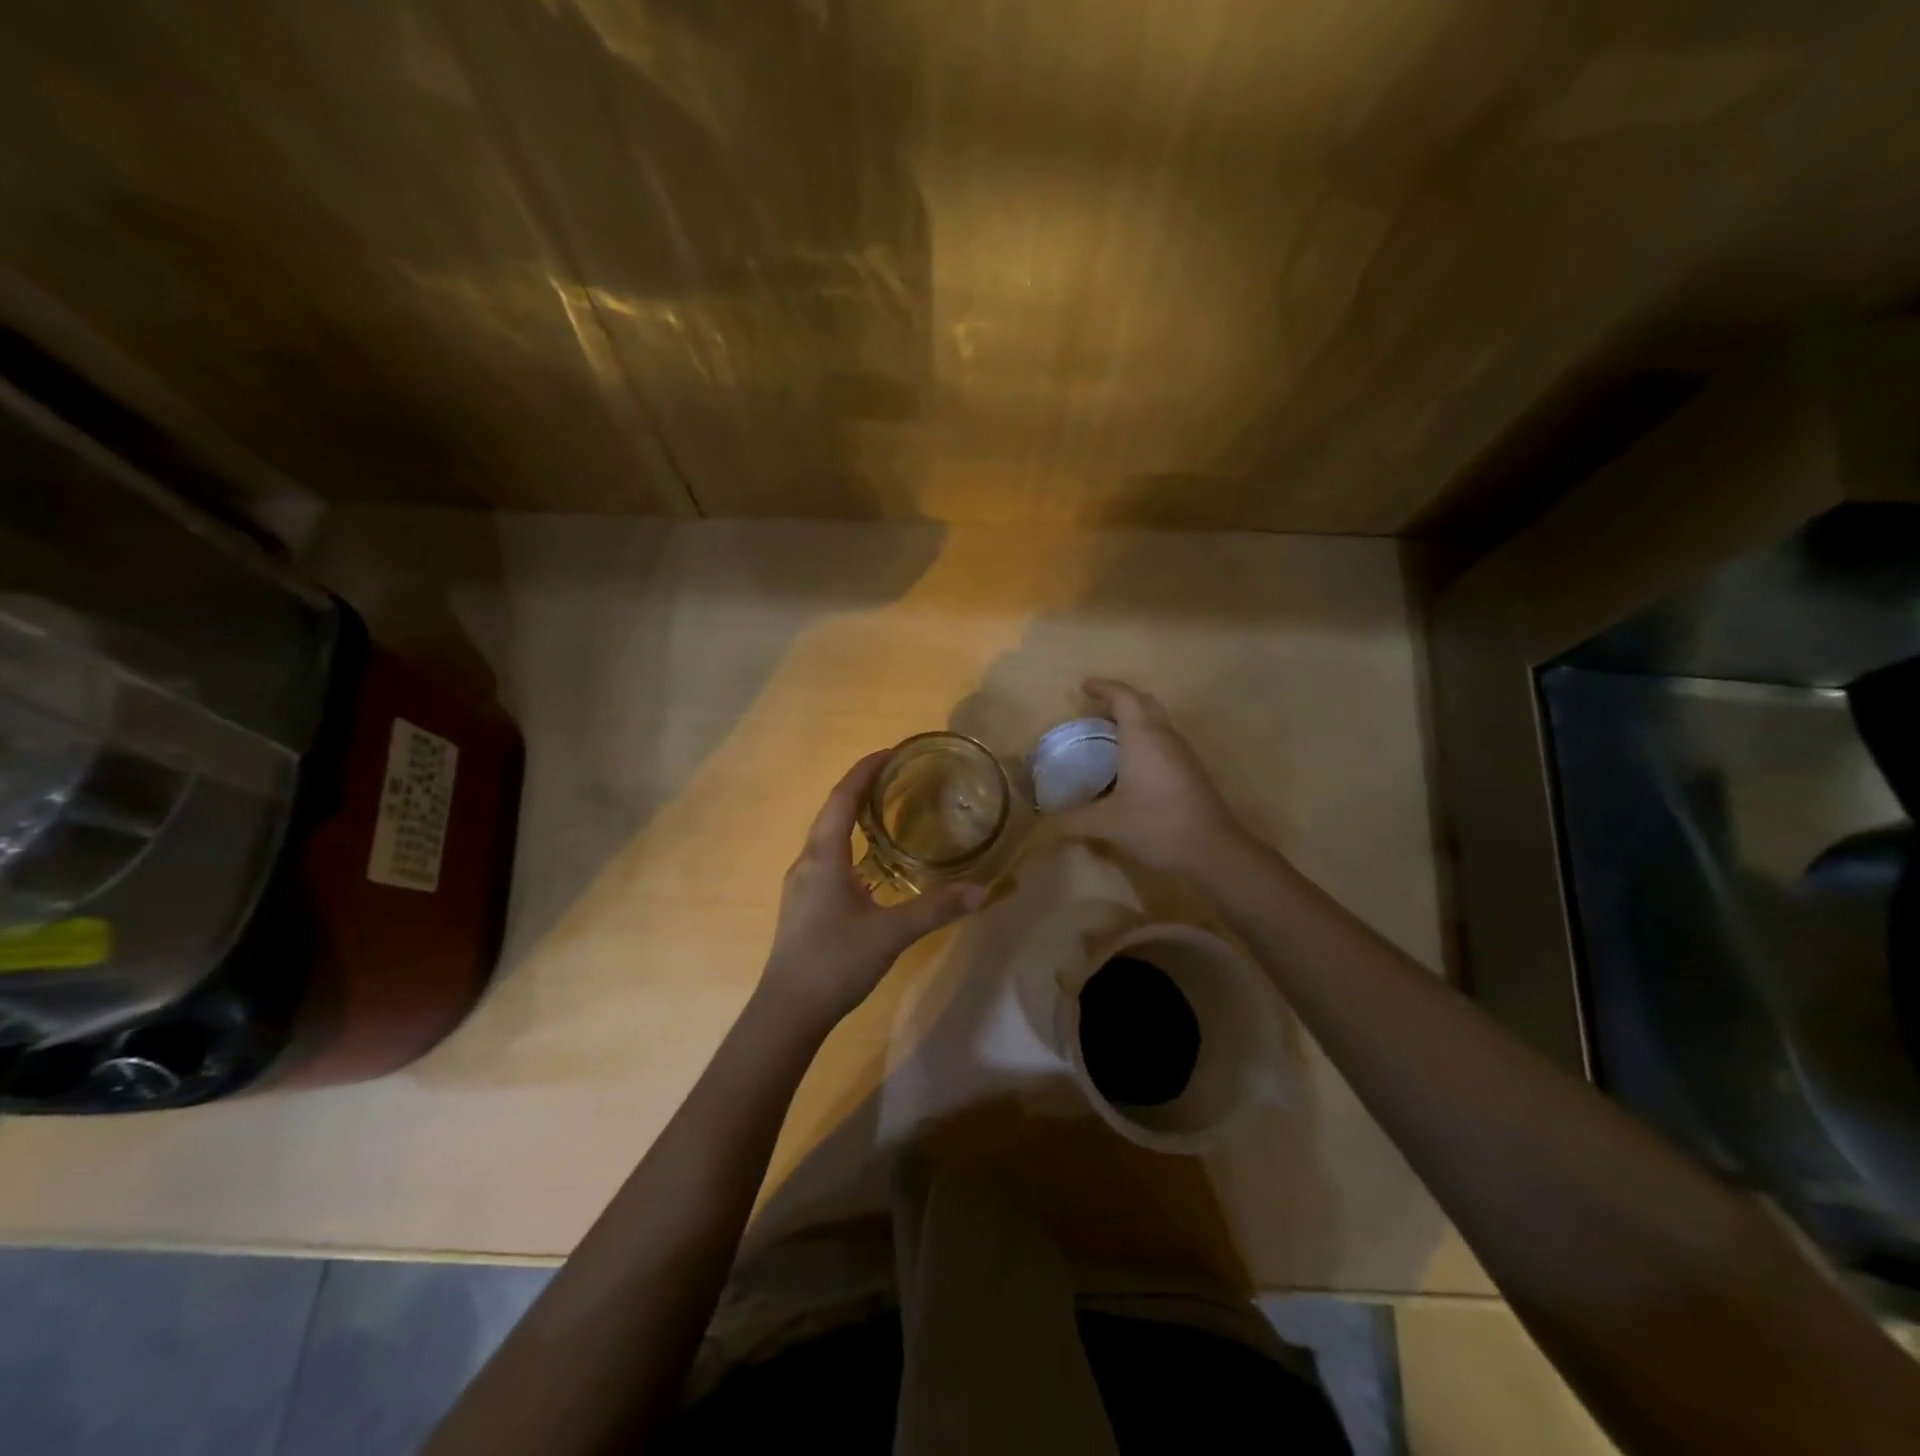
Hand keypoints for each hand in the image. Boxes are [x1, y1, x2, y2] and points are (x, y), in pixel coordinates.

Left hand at [761, 750, 986, 1030]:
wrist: (788, 1011)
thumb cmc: (835, 962)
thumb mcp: (891, 934)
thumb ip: (935, 909)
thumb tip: (981, 889)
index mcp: (823, 856)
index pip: (842, 798)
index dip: (865, 770)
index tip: (891, 751)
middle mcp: (807, 862)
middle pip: (833, 811)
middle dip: (861, 788)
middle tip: (897, 777)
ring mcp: (802, 884)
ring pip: (828, 836)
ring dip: (854, 816)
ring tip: (887, 810)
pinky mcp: (804, 904)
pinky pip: (828, 858)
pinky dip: (850, 844)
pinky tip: (872, 863)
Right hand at [1055, 678, 1250, 876]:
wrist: (1213, 850)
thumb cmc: (1158, 825)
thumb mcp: (1107, 824)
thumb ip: (1073, 820)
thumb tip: (1045, 821)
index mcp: (1143, 737)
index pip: (1124, 697)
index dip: (1103, 687)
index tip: (1083, 686)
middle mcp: (1164, 736)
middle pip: (1144, 702)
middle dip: (1120, 698)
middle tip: (1095, 706)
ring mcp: (1181, 752)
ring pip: (1157, 720)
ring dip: (1134, 718)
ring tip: (1108, 731)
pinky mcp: (1190, 770)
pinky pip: (1162, 739)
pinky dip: (1143, 736)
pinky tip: (1130, 762)